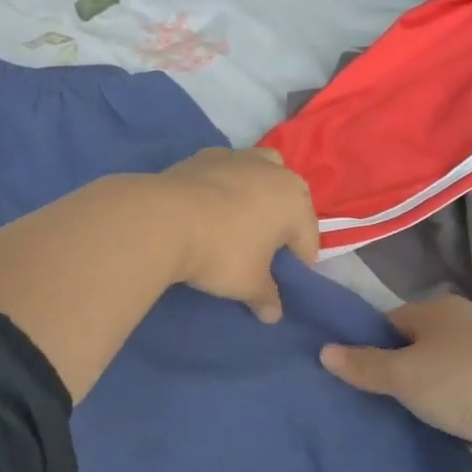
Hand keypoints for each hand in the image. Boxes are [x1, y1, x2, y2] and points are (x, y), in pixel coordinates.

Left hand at [155, 148, 319, 322]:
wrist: (163, 220)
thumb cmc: (221, 253)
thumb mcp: (248, 284)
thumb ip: (266, 297)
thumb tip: (273, 315)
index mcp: (294, 201)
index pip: (307, 237)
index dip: (300, 261)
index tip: (286, 279)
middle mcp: (272, 171)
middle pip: (287, 197)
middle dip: (281, 220)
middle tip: (265, 249)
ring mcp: (236, 157)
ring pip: (258, 173)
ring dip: (255, 194)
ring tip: (238, 221)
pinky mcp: (203, 156)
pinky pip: (224, 172)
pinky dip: (223, 187)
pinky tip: (208, 207)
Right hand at [319, 295, 471, 468]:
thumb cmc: (464, 386)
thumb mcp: (403, 376)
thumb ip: (363, 364)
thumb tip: (324, 350)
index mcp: (440, 308)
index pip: (390, 321)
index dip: (371, 346)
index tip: (359, 376)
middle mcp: (469, 321)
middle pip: (419, 343)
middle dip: (401, 367)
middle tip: (381, 398)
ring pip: (447, 367)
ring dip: (431, 387)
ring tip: (413, 415)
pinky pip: (471, 389)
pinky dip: (459, 403)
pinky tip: (451, 424)